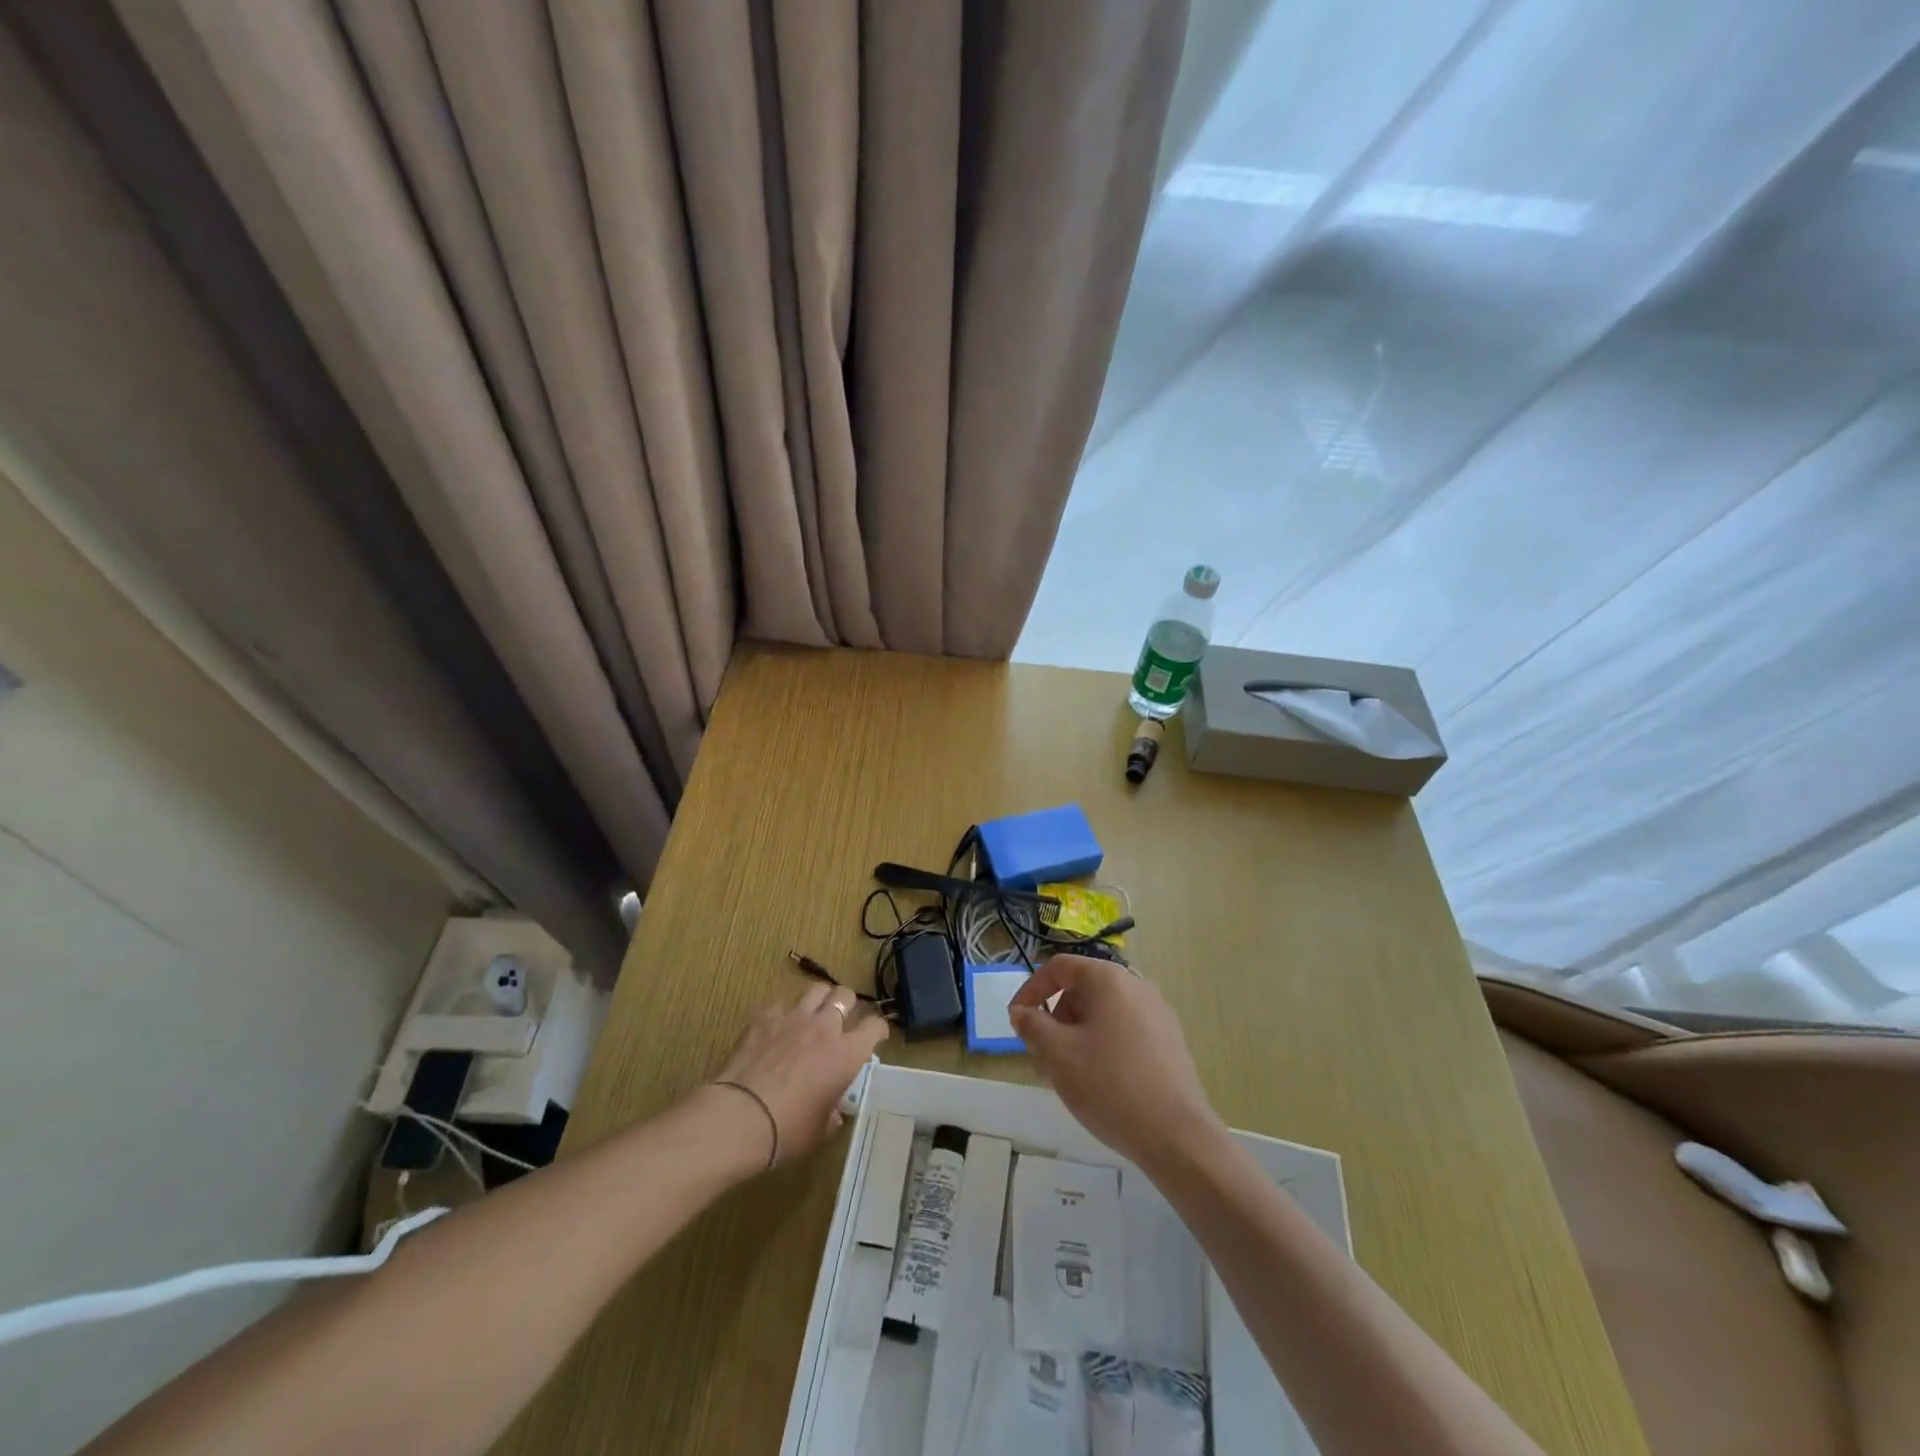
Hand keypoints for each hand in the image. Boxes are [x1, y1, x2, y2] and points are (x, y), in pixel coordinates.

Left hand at [706, 983, 888, 1168]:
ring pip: (815, 990)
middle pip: (845, 995)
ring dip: (818, 1001)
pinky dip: (782, 1015)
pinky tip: (775, 1029)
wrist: (741, 1117)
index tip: (875, 1036)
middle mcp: (824, 1027)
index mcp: (846, 1053)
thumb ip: (831, 1114)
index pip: (874, 1025)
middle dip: (847, 1004)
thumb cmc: (788, 1130)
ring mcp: (793, 1018)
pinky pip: (780, 1005)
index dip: (878, 1028)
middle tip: (841, 1020)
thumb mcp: (820, 1131)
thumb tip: (832, 1113)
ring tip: (812, 1015)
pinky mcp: (764, 1017)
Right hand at [1009, 955, 1223, 1170]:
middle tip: (1042, 1056)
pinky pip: (1124, 1031)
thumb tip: (1022, 1012)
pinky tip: (1100, 1082)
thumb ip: (1032, 1026)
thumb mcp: (1058, 1054)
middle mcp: (1136, 986)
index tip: (1016, 1021)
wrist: (1177, 1136)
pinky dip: (1103, 1045)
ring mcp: (1158, 1013)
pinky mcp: (1170, 1041)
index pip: (1059, 968)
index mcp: (1108, 979)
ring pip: (1103, 1014)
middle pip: (1082, 990)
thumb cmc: (1109, 1085)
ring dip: (1077, 1035)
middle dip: (1055, 1018)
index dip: (1031, 990)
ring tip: (1068, 1075)